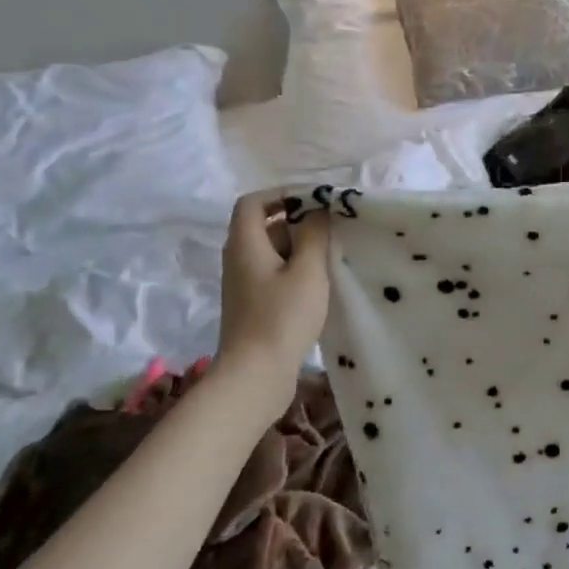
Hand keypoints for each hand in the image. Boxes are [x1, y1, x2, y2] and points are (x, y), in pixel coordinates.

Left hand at [217, 194, 329, 371]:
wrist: (255, 374)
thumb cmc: (282, 316)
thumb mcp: (308, 270)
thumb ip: (314, 235)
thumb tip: (318, 210)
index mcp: (245, 243)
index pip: (253, 202)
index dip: (281, 194)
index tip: (314, 201)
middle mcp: (238, 259)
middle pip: (263, 225)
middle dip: (296, 221)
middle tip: (331, 227)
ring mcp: (243, 284)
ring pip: (271, 252)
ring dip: (299, 247)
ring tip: (331, 254)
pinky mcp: (252, 305)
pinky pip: (273, 274)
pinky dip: (294, 270)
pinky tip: (319, 283)